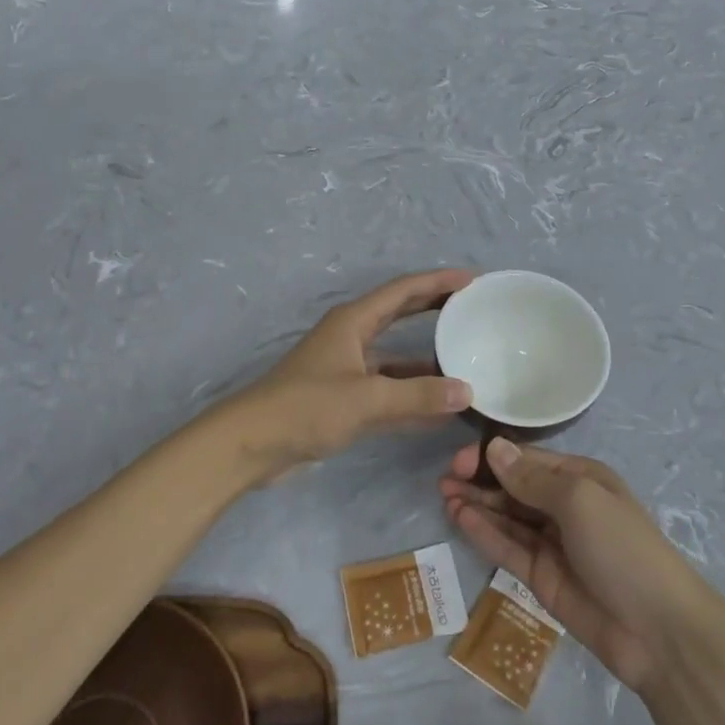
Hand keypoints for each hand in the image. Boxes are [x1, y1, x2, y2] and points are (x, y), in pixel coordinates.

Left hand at [228, 269, 475, 477]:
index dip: (438, 282)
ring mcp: (347, 369)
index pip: (403, 291)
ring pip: (397, 356)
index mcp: (353, 321)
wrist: (252, 444)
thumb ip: (418, 395)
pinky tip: (441, 407)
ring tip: (465, 358)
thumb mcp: (367, 399)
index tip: (472, 280)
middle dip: (435, 309)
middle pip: (401, 314)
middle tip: (473, 308)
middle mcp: (352, 338)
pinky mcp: (344, 399)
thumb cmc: (306, 407)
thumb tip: (467, 392)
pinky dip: (413, 395)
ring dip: (427, 359)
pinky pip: (389, 390)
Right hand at [442, 439, 705, 691]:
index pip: (528, 459)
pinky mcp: (541, 577)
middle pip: (514, 487)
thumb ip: (532, 479)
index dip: (493, 457)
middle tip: (444, 479)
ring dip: (477, 504)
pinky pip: (508, 548)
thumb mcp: (579, 500)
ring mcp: (553, 543)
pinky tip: (460, 518)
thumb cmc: (621, 548)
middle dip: (480, 480)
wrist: (657, 631)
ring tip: (444, 495)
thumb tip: (494, 448)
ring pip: (507, 517)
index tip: (460, 460)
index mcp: (581, 478)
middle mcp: (565, 506)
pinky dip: (484, 533)